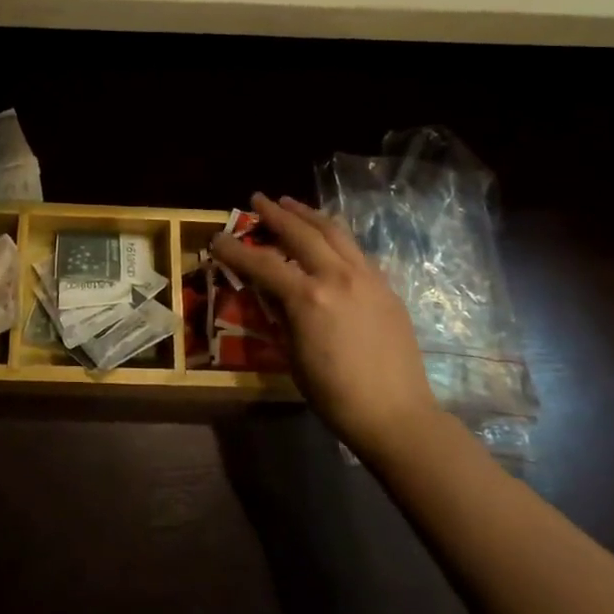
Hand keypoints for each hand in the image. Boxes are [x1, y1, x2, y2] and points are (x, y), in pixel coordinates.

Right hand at [210, 192, 441, 461]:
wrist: (396, 414)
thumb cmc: (335, 394)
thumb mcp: (293, 355)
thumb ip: (280, 314)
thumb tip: (266, 287)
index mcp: (308, 297)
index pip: (262, 263)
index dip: (235, 250)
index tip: (217, 238)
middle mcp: (337, 276)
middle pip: (301, 232)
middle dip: (275, 213)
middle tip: (257, 199)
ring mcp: (366, 277)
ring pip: (334, 231)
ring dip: (308, 214)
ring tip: (291, 204)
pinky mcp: (385, 286)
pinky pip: (355, 250)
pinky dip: (334, 235)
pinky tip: (327, 236)